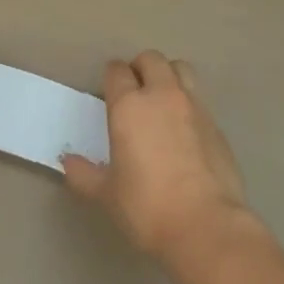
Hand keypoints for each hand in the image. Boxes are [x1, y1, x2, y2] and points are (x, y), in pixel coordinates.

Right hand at [62, 51, 250, 259]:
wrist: (205, 225)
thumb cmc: (147, 207)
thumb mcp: (107, 195)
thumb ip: (85, 174)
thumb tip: (67, 162)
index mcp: (129, 106)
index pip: (116, 71)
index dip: (111, 77)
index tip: (108, 92)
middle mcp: (162, 95)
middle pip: (151, 59)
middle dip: (140, 67)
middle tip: (135, 91)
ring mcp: (193, 106)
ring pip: (181, 69)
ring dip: (169, 76)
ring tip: (163, 100)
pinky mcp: (217, 124)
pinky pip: (199, 100)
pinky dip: (189, 105)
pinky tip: (185, 131)